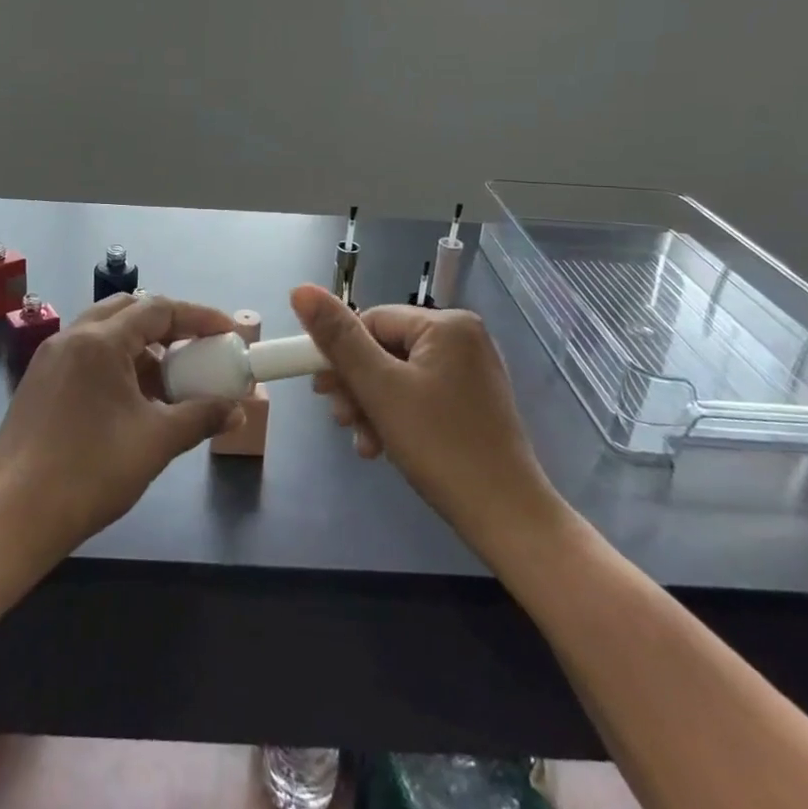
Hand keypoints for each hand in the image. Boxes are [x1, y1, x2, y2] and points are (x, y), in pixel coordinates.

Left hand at [0, 294, 238, 565]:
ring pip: (105, 333)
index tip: (228, 332)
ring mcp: (49, 359)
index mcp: (100, 341)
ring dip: (141, 347)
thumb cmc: (91, 471)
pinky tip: (131, 402)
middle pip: (128, 310)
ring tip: (168, 382)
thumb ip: (201, 417)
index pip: (159, 308)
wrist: (14, 516)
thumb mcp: (156, 442)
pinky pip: (86, 356)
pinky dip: (116, 364)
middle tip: (196, 348)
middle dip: (168, 325)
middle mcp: (71, 337)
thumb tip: (235, 409)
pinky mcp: (38, 383)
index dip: (199, 317)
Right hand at [290, 285, 567, 550]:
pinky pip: (421, 397)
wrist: (507, 518)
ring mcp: (472, 373)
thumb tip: (300, 290)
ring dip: (372, 406)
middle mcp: (464, 339)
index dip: (340, 352)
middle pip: (386, 349)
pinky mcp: (474, 404)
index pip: (372, 321)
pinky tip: (383, 447)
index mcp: (447, 325)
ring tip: (363, 441)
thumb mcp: (379, 388)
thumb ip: (338, 339)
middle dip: (356, 385)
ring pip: (400, 377)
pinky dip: (397, 417)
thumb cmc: (439, 445)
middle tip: (338, 419)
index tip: (319, 388)